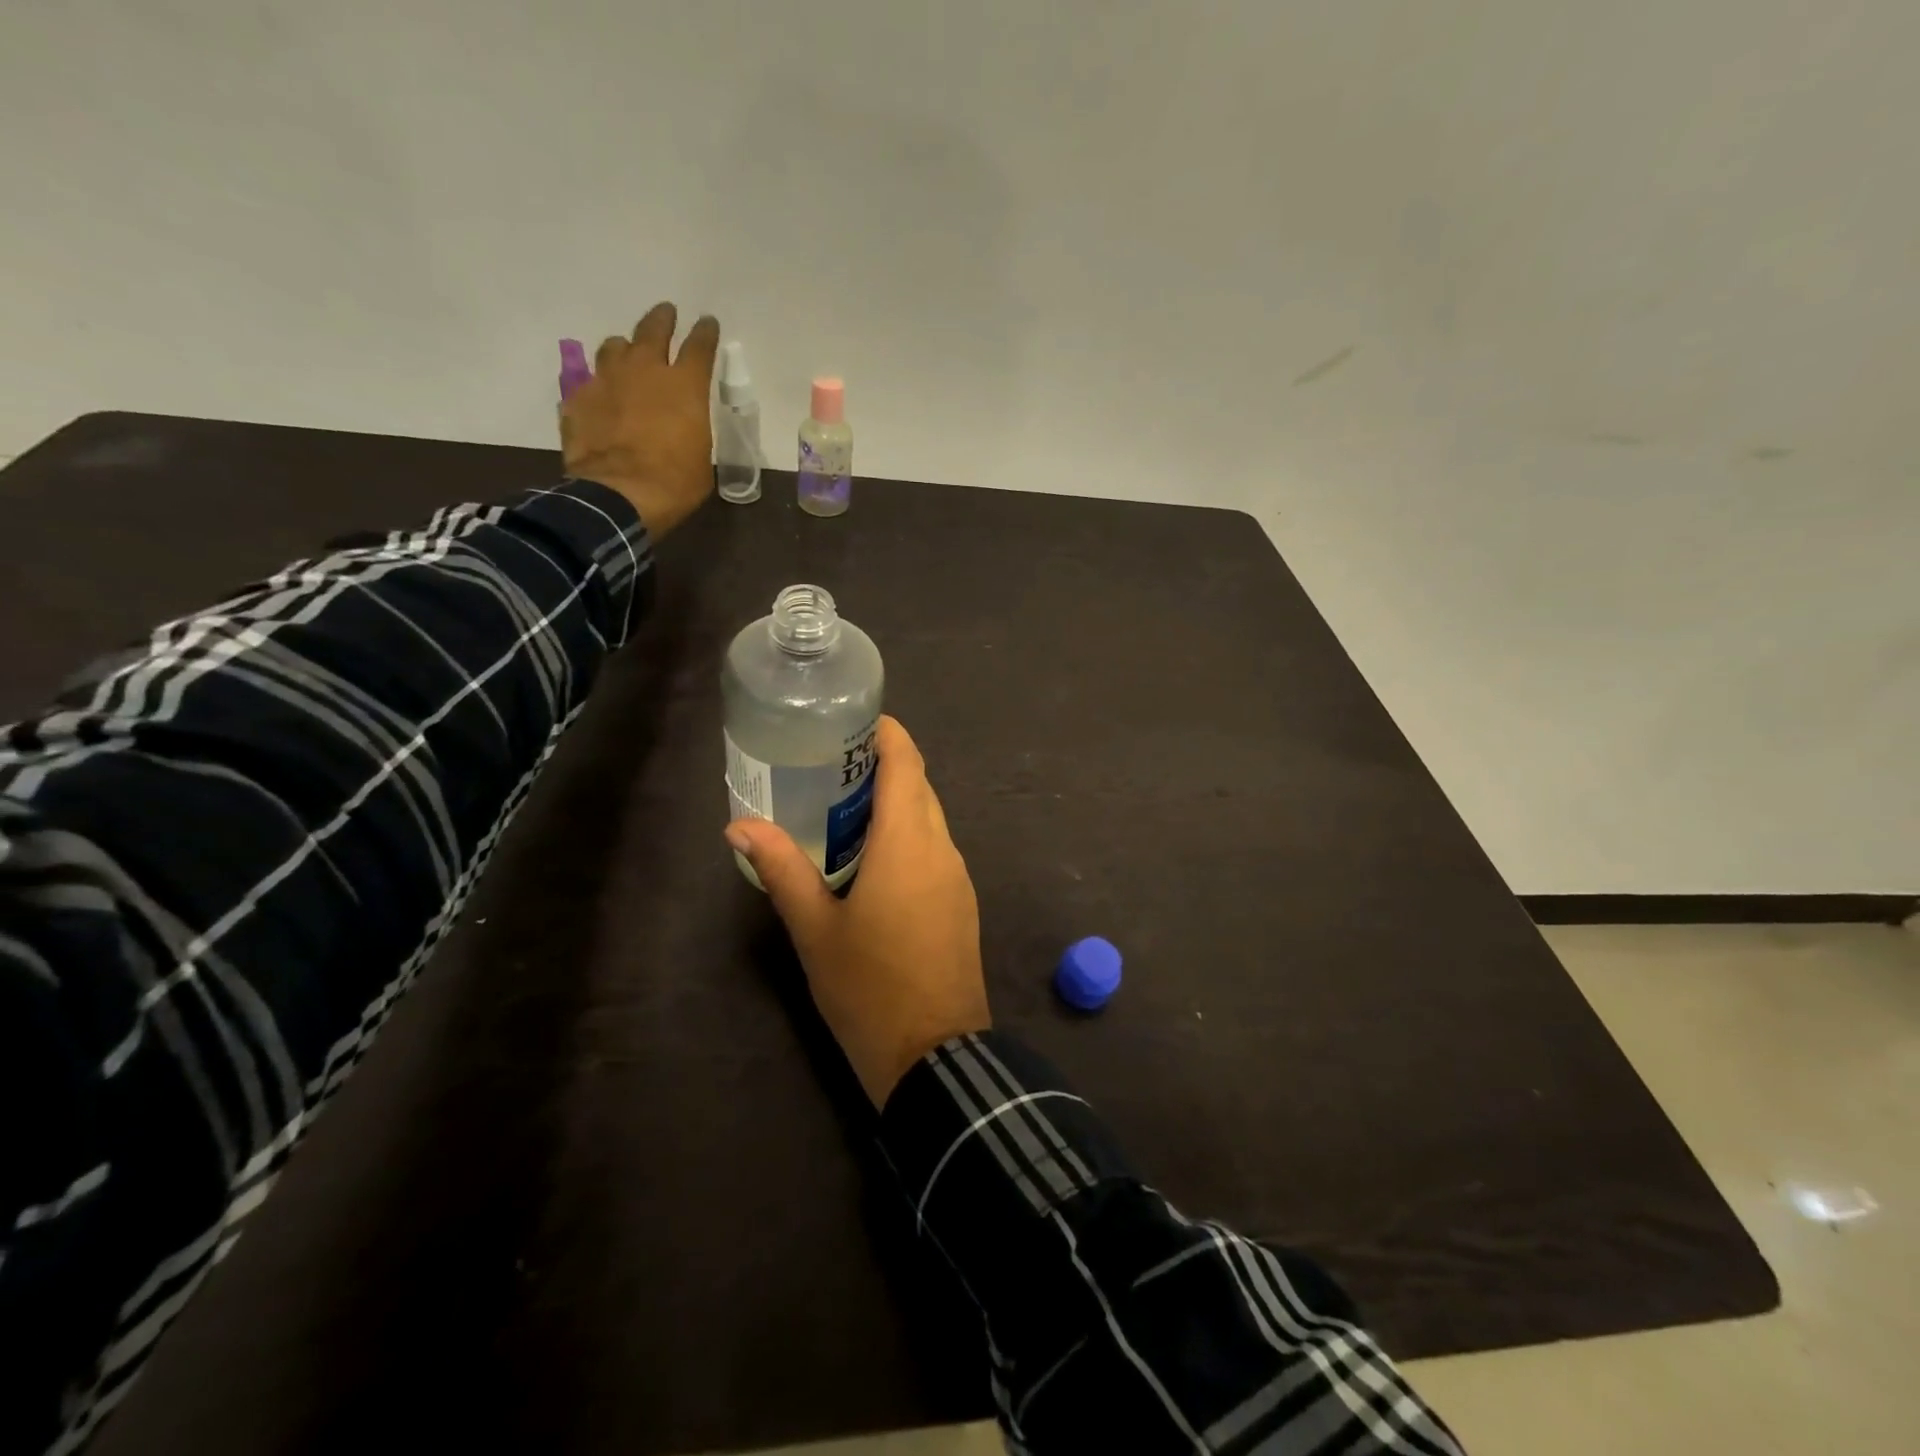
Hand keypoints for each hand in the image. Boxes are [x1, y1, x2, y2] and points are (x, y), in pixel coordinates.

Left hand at [561, 302, 719, 538]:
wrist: (619, 494)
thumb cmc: (675, 482)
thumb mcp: (701, 458)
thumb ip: (692, 430)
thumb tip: (683, 428)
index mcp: (685, 386)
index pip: (700, 346)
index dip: (705, 332)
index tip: (707, 322)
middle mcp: (645, 370)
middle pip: (653, 330)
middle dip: (662, 319)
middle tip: (666, 313)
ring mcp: (607, 379)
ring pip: (615, 346)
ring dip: (625, 348)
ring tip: (627, 353)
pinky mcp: (578, 397)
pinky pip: (589, 380)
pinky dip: (599, 384)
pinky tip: (601, 396)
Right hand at [726, 717, 991, 1107]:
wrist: (934, 1054)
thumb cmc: (868, 987)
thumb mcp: (815, 928)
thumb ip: (781, 869)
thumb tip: (740, 825)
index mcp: (908, 842)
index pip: (906, 762)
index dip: (886, 733)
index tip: (851, 724)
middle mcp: (942, 848)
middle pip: (918, 786)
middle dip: (882, 768)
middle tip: (830, 769)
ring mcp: (958, 876)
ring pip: (930, 818)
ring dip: (895, 804)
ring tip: (843, 811)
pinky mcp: (962, 902)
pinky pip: (936, 849)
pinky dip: (908, 836)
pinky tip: (873, 860)